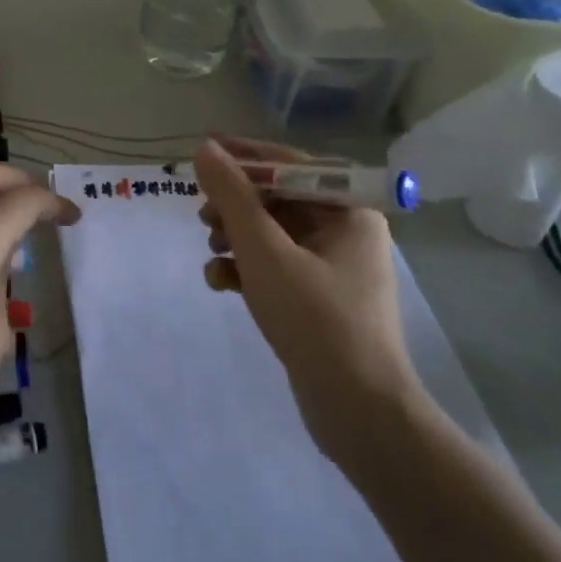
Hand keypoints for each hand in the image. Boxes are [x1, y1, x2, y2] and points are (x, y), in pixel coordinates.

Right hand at [194, 135, 426, 461]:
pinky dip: (246, 269)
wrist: (358, 412)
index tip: (205, 150)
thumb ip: (232, 196)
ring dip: (235, 238)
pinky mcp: (318, 300)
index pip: (291, 164)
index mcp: (348, 211)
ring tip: (211, 251)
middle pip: (278, 199)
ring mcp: (332, 268)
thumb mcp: (264, 250)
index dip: (245, 155)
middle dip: (235, 205)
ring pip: (272, 235)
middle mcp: (345, 232)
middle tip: (202, 214)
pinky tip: (220, 283)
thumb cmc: (315, 317)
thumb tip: (206, 149)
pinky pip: (275, 268)